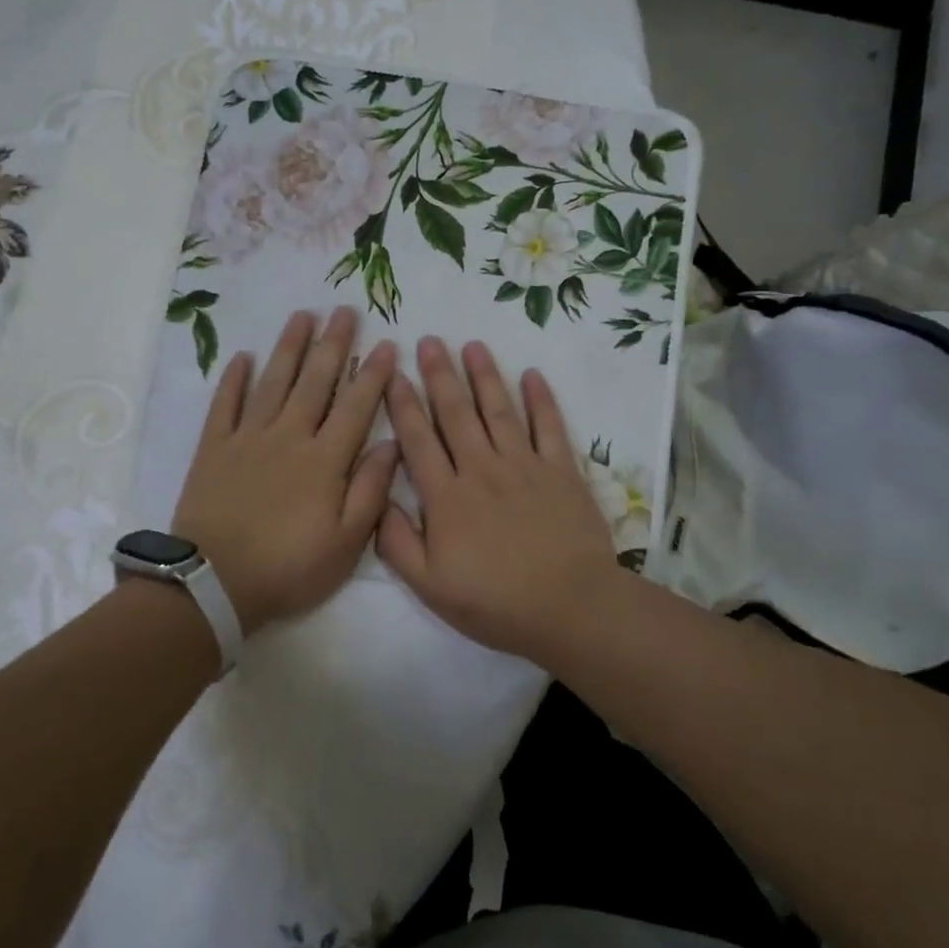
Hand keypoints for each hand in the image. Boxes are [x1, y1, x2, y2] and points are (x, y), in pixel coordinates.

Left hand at [172, 308, 397, 633]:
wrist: (214, 583)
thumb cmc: (289, 567)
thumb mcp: (346, 542)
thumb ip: (371, 489)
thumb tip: (392, 444)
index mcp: (325, 459)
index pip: (356, 406)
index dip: (373, 374)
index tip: (386, 343)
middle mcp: (289, 436)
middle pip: (316, 381)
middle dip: (333, 344)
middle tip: (344, 310)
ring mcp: (248, 438)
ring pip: (273, 382)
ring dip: (289, 347)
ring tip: (302, 315)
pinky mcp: (214, 448)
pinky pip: (225, 404)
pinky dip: (234, 379)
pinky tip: (243, 356)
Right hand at [377, 337, 621, 660]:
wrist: (569, 607)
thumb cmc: (495, 602)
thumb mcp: (430, 586)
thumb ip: (397, 542)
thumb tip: (379, 499)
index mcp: (447, 497)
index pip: (418, 440)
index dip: (403, 404)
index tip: (393, 374)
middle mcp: (482, 469)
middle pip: (456, 414)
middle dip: (439, 375)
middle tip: (429, 340)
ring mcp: (525, 466)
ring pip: (499, 410)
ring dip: (484, 375)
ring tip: (472, 345)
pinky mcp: (561, 470)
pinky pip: (550, 426)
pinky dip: (541, 399)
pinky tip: (532, 374)